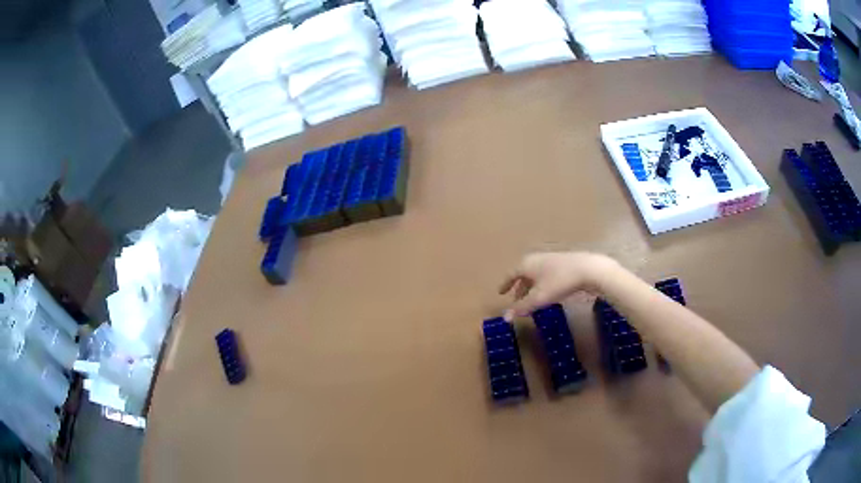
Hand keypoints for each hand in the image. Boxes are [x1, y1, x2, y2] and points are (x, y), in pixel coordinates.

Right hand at [498, 252, 614, 320]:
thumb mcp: (539, 298)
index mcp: (526, 264)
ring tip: (531, 300)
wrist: (588, 269)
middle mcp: (536, 259)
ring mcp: (550, 260)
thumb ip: (521, 307)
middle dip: (519, 288)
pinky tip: (548, 293)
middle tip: (516, 300)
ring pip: (536, 275)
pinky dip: (542, 285)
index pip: (511, 274)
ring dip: (531, 287)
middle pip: (523, 274)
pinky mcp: (563, 264)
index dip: (505, 284)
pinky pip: (546, 275)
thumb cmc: (559, 282)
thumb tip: (504, 318)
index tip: (500, 293)